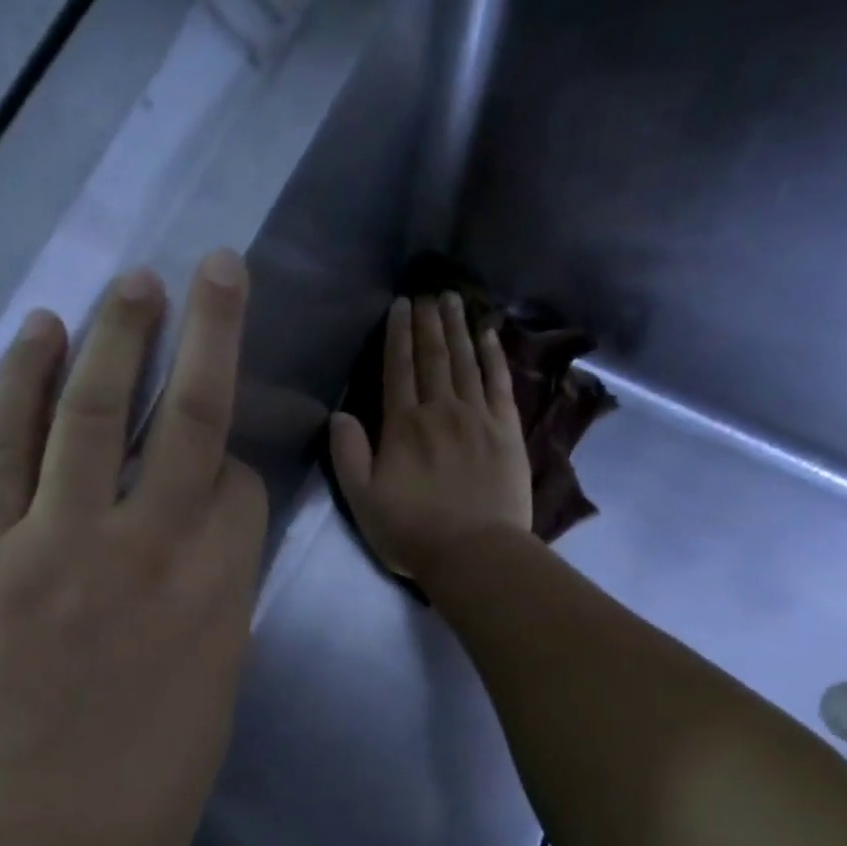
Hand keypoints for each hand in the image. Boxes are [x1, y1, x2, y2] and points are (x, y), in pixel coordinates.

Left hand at [0, 251, 266, 845]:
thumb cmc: (133, 812)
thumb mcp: (207, 711)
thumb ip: (209, 622)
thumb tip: (198, 573)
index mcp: (220, 598)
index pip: (242, 492)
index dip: (239, 472)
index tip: (224, 476)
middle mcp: (151, 549)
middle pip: (190, 419)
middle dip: (209, 335)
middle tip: (215, 267)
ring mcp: (59, 542)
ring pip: (95, 411)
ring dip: (117, 337)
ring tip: (133, 283)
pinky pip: (4, 449)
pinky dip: (18, 386)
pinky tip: (34, 335)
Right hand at [329, 293, 531, 580]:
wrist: (474, 553)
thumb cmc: (412, 531)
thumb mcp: (362, 499)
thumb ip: (348, 454)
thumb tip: (339, 414)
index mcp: (403, 425)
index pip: (398, 369)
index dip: (398, 335)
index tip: (400, 305)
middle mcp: (441, 410)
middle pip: (434, 357)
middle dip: (429, 322)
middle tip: (428, 292)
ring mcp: (478, 417)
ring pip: (466, 362)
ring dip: (458, 328)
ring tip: (454, 300)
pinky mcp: (507, 430)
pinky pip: (500, 383)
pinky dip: (494, 356)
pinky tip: (490, 335)